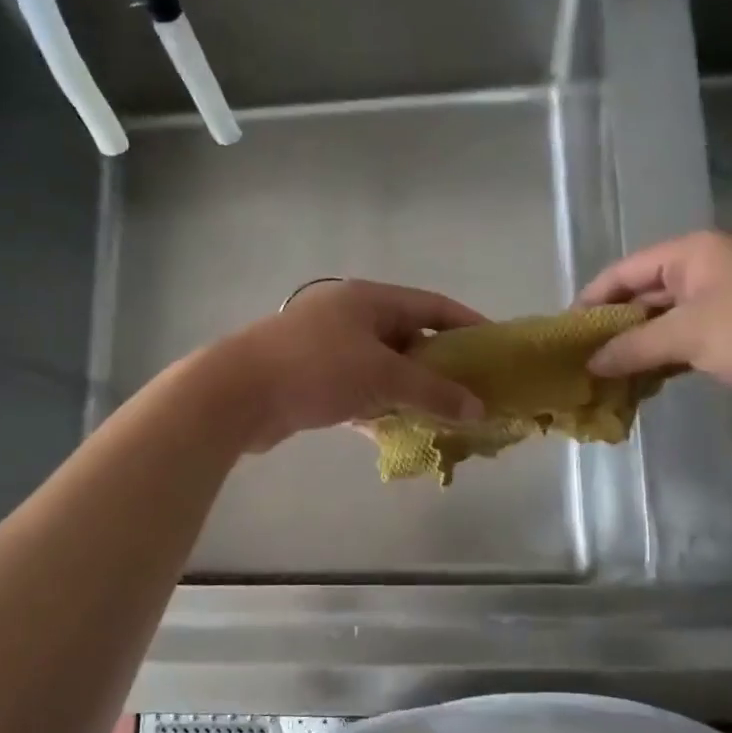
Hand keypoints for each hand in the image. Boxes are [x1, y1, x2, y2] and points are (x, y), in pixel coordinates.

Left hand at [209, 280, 487, 452]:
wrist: (236, 394)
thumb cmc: (316, 370)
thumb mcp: (382, 377)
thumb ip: (433, 392)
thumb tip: (479, 409)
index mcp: (369, 300)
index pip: (432, 305)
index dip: (467, 324)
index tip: (495, 347)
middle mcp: (349, 317)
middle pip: (407, 337)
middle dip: (439, 365)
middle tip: (471, 391)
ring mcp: (327, 347)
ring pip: (382, 368)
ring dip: (409, 391)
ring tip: (442, 416)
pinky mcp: (311, 379)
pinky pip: (357, 390)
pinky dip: (378, 408)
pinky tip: (396, 432)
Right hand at [578, 231, 731, 412]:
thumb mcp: (688, 335)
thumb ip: (633, 347)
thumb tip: (590, 363)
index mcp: (691, 252)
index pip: (625, 271)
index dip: (592, 301)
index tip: (565, 333)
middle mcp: (704, 268)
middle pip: (643, 295)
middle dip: (613, 328)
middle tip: (581, 360)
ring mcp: (722, 300)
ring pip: (664, 321)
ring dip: (637, 348)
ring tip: (603, 376)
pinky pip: (686, 340)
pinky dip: (663, 358)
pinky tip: (641, 383)